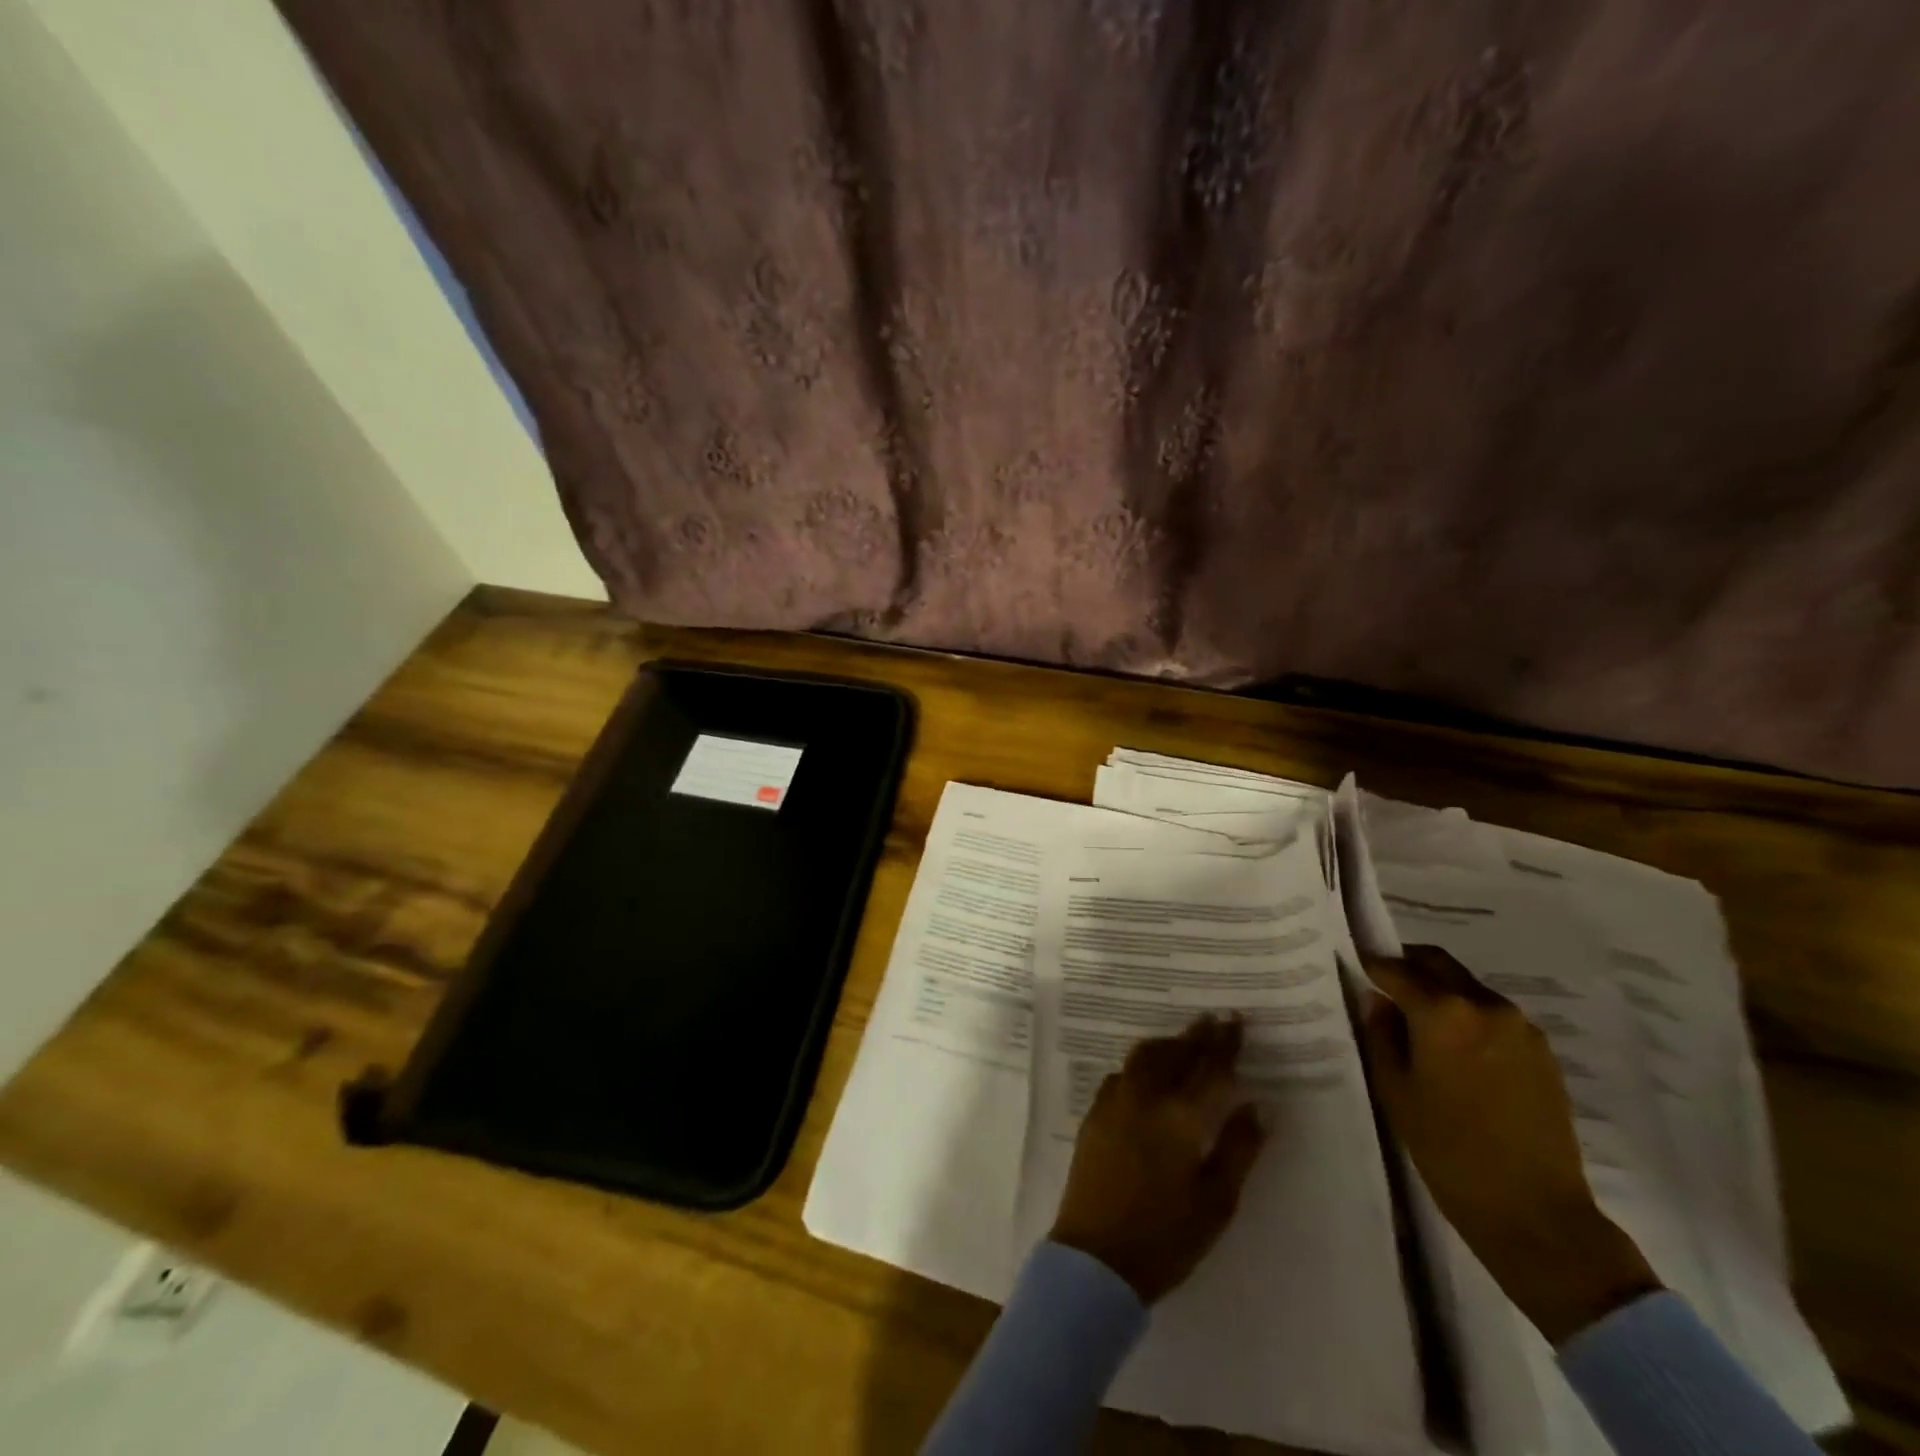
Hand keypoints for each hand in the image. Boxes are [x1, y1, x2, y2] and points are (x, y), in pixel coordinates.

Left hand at [1049, 1015, 1267, 1302]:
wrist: (1096, 1258)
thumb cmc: (1166, 1237)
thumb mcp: (1217, 1201)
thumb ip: (1239, 1148)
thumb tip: (1260, 1105)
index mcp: (1180, 1117)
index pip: (1208, 1068)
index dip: (1224, 1043)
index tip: (1236, 1019)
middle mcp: (1145, 1098)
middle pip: (1174, 1054)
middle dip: (1196, 1035)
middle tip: (1213, 1018)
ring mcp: (1114, 1103)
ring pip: (1143, 1057)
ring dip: (1167, 1044)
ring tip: (1183, 1040)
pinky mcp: (1094, 1114)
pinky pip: (1121, 1073)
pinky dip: (1141, 1063)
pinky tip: (1147, 1073)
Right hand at [1360, 946, 1660, 1344]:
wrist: (1535, 1211)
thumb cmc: (1448, 1149)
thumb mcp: (1395, 1089)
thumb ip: (1380, 1034)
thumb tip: (1379, 1002)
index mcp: (1442, 1011)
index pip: (1396, 969)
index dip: (1371, 965)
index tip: (1356, 968)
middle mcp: (1484, 1005)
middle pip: (1438, 964)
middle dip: (1409, 967)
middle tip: (1386, 984)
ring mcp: (1520, 1027)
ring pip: (1468, 988)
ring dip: (1441, 992)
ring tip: (1421, 1024)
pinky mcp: (1542, 1052)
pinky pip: (1494, 1016)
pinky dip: (1469, 1016)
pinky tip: (1457, 1050)